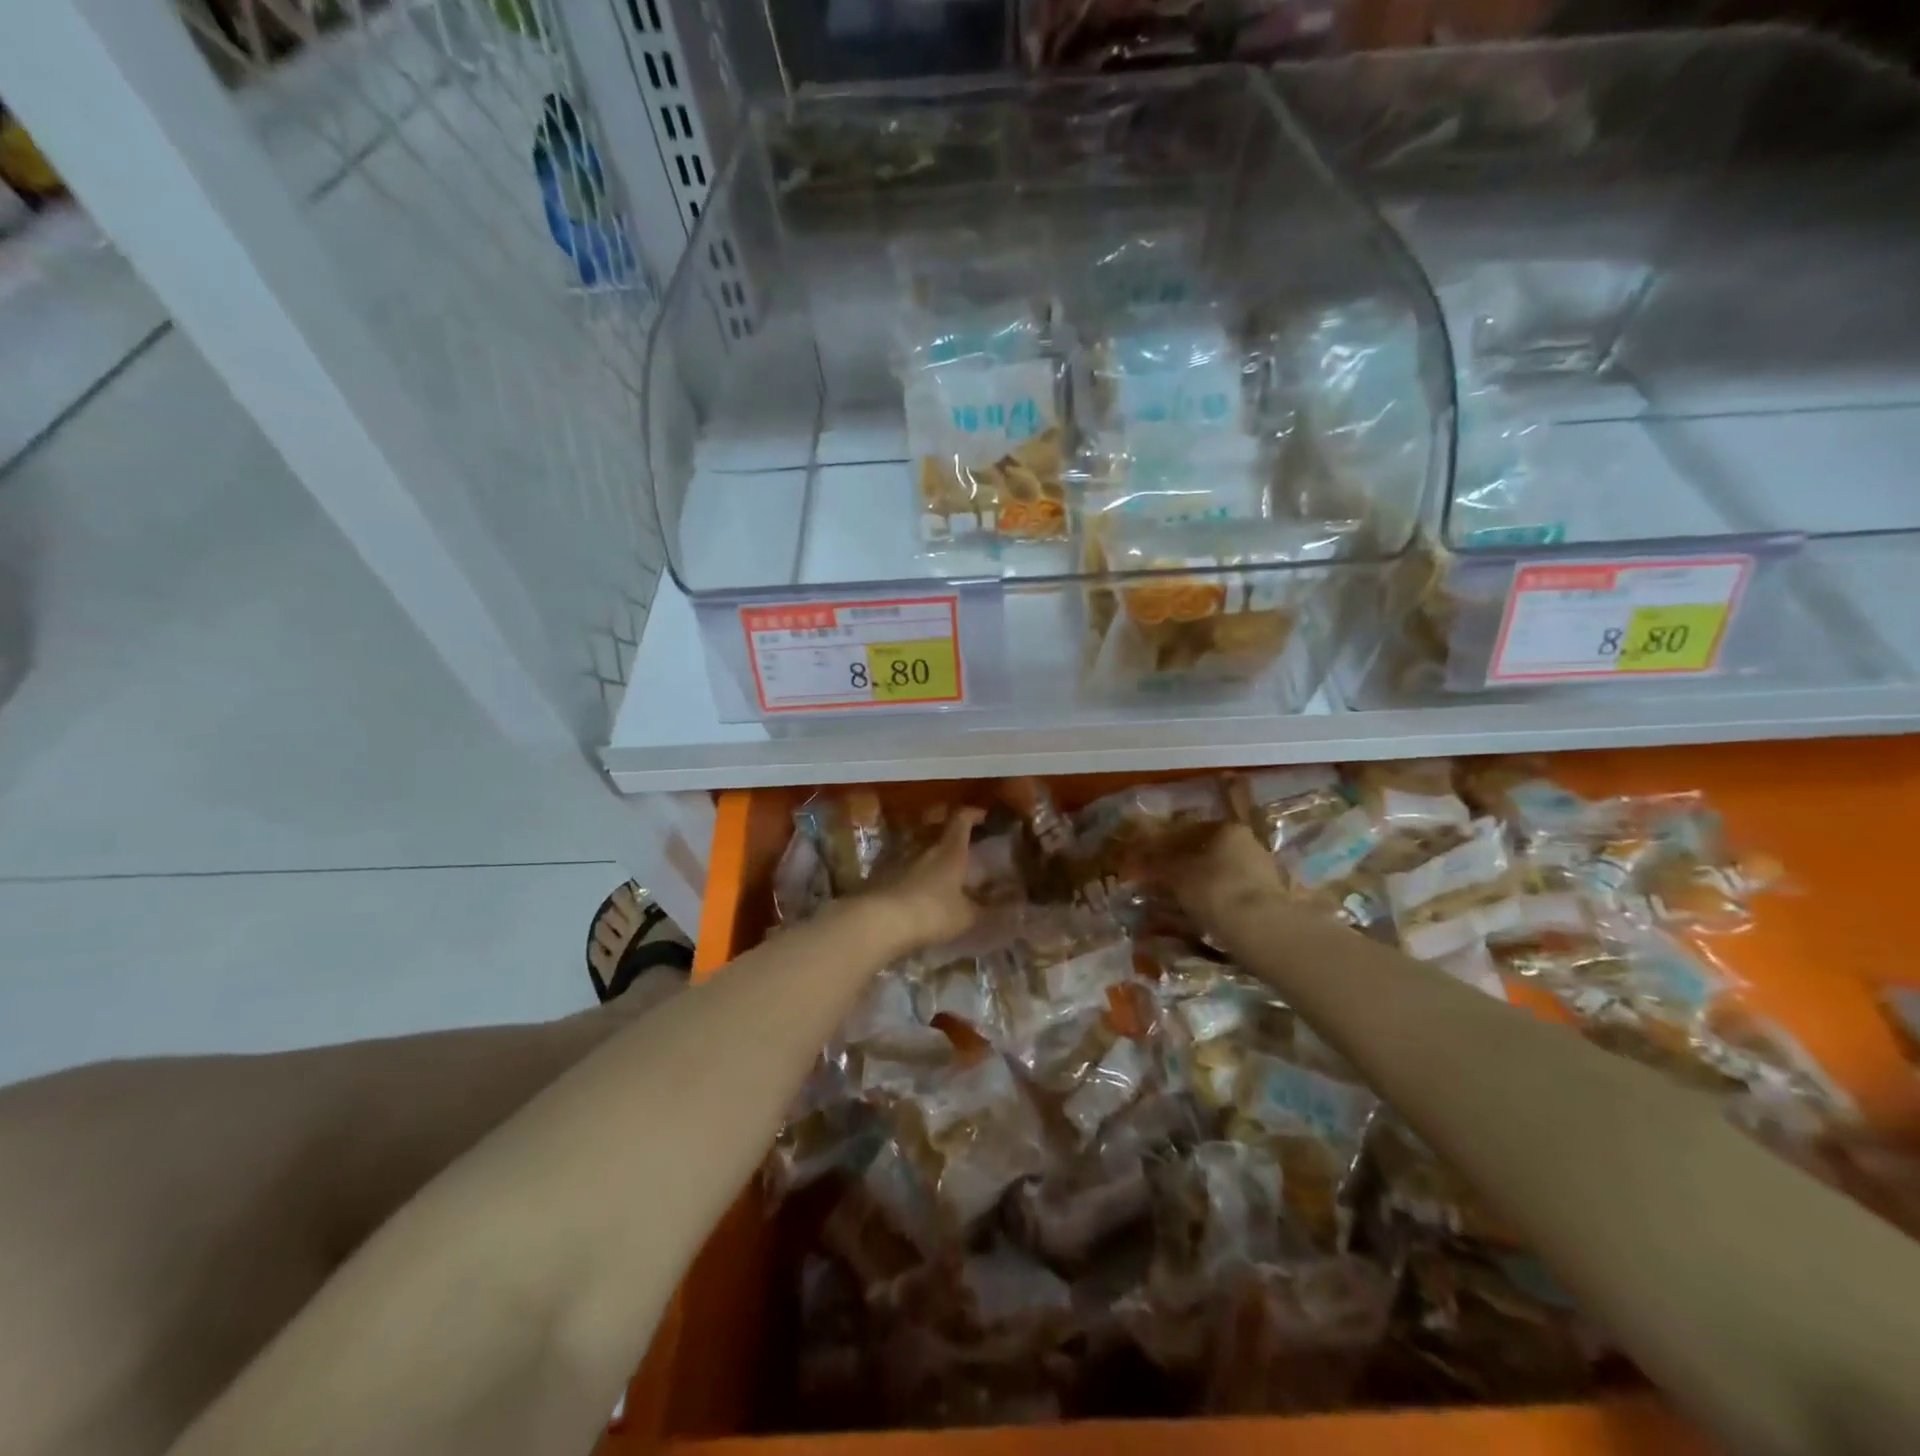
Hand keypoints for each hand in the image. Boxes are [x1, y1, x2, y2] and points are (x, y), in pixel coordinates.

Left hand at [866, 807, 984, 954]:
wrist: (878, 920)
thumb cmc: (931, 913)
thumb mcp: (965, 917)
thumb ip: (985, 910)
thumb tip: (1009, 907)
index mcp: (950, 850)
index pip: (961, 819)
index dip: (972, 814)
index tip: (982, 816)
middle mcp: (923, 844)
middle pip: (936, 826)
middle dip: (948, 829)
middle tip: (959, 839)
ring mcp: (898, 855)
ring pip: (915, 842)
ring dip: (926, 847)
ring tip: (935, 862)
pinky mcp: (878, 871)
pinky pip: (898, 860)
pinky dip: (908, 866)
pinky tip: (912, 882)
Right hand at [1162, 822, 1286, 934]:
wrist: (1260, 928)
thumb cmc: (1214, 888)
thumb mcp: (1176, 873)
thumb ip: (1158, 863)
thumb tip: (1143, 858)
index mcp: (1227, 828)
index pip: (1191, 830)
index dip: (1168, 844)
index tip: (1152, 859)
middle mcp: (1249, 843)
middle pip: (1210, 852)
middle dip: (1188, 865)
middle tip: (1166, 881)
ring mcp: (1264, 871)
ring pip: (1223, 874)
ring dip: (1204, 885)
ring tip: (1182, 902)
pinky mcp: (1271, 898)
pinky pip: (1235, 894)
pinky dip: (1219, 901)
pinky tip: (1205, 914)